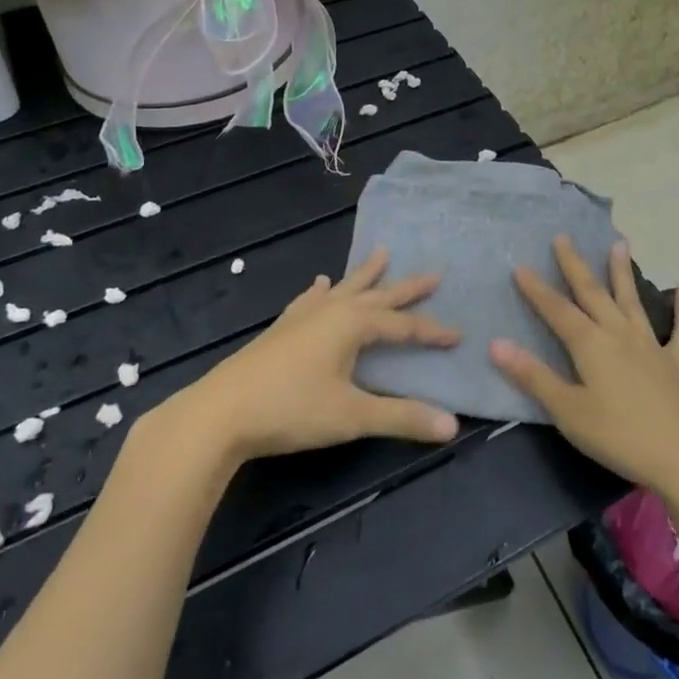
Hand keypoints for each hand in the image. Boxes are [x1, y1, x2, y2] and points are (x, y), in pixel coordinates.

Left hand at [174, 248, 461, 463]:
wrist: (220, 413)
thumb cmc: (291, 410)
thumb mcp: (352, 416)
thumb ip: (402, 418)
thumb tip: (452, 425)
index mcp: (353, 324)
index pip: (403, 326)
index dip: (432, 332)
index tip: (458, 336)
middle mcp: (331, 311)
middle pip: (378, 296)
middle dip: (408, 288)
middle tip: (435, 273)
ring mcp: (303, 317)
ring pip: (344, 289)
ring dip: (366, 274)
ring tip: (382, 253)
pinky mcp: (281, 328)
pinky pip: (309, 300)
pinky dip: (320, 291)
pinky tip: (320, 284)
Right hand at [492, 237, 678, 502]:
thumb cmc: (618, 437)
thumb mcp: (567, 411)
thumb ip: (533, 376)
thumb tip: (496, 343)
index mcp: (590, 345)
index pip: (557, 310)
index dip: (537, 289)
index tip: (520, 265)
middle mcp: (619, 334)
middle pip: (593, 293)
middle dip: (575, 265)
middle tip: (564, 237)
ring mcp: (652, 346)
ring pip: (632, 301)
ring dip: (623, 273)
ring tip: (620, 244)